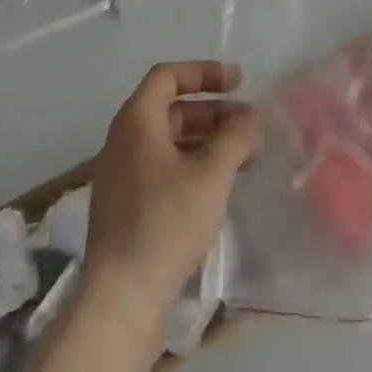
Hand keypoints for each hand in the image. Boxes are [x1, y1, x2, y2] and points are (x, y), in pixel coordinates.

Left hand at [85, 61, 260, 321]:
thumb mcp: (211, 174)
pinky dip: (192, 165)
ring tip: (244, 157)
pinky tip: (218, 186)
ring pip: (169, 141)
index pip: (168, 76)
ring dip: (207, 141)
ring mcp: (121, 176)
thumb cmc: (166, 223)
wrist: (121, 300)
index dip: (204, 72)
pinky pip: (162, 168)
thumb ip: (234, 137)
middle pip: (171, 109)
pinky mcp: (125, 207)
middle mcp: (123, 141)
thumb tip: (249, 116)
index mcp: (136, 122)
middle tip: (249, 126)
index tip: (238, 83)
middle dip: (213, 112)